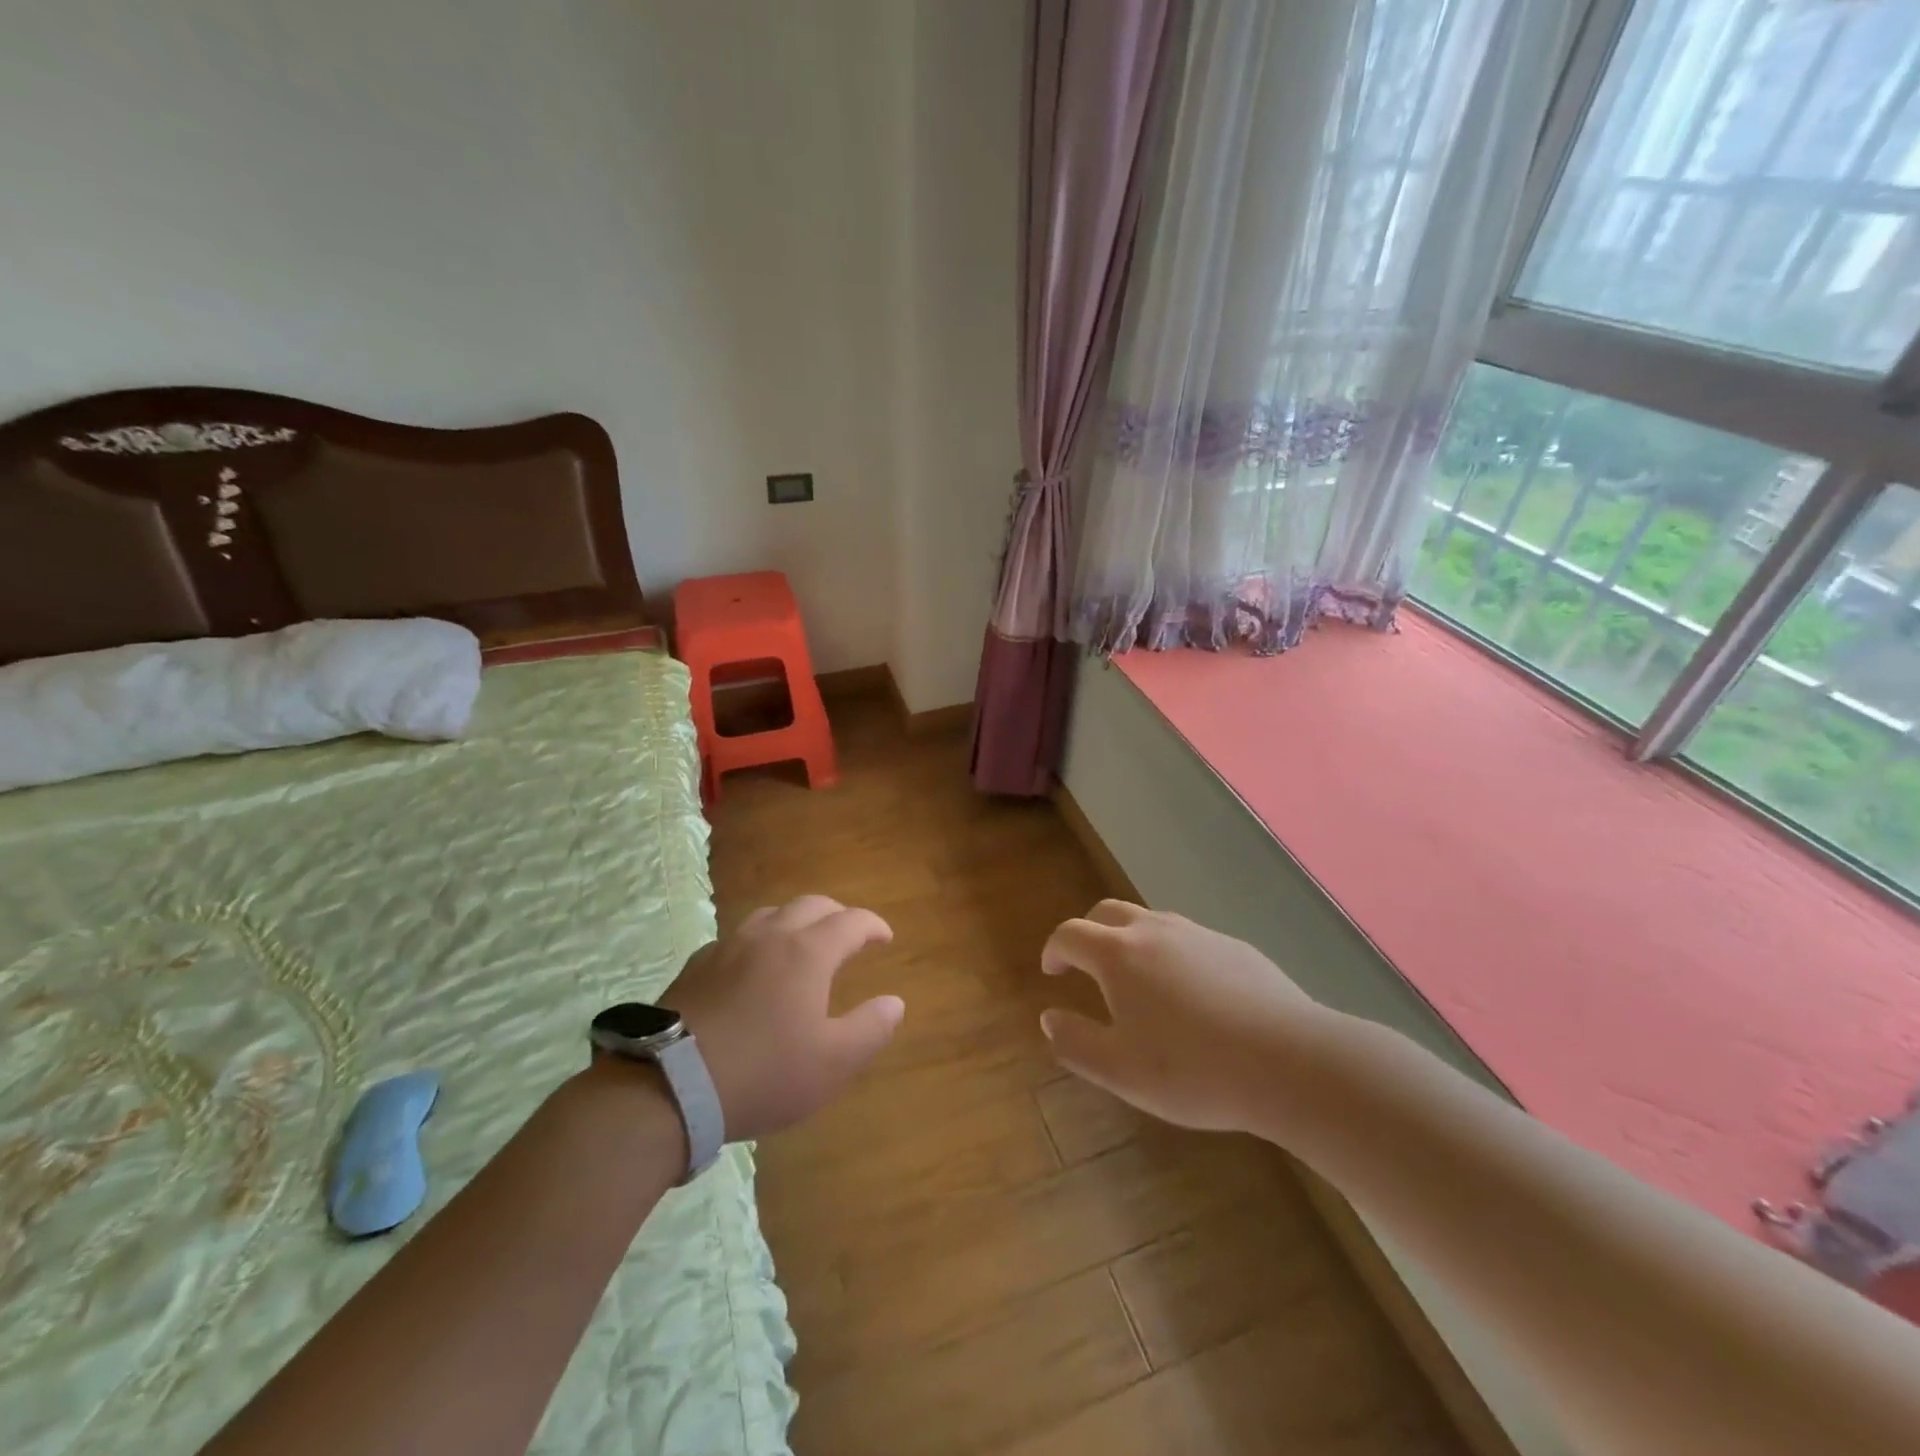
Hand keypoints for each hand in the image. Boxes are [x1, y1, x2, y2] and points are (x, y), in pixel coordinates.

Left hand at [661, 895, 903, 1141]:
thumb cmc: (763, 1073)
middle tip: (849, 936)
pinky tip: (752, 968)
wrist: (669, 1086)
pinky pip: (737, 938)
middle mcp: (769, 936)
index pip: (851, 922)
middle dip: (837, 914)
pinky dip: (758, 941)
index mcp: (808, 952)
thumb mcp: (832, 1063)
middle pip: (811, 905)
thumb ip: (871, 1029)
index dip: (873, 925)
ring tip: (801, 944)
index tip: (885, 938)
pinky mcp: (696, 966)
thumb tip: (894, 1002)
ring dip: (795, 921)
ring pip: (770, 914)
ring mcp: (728, 947)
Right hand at [1040, 900, 1320, 1133]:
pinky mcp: (1234, 947)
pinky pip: (1188, 939)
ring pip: (1150, 921)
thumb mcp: (1120, 1070)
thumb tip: (1049, 1018)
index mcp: (1118, 954)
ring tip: (1136, 980)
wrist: (1289, 1062)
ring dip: (1130, 940)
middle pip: (1107, 912)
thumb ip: (1076, 1043)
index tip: (1052, 969)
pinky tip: (1190, 994)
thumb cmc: (1192, 1069)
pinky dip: (1170, 953)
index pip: (1070, 934)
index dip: (1054, 949)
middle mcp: (1154, 931)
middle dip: (1088, 932)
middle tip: (1085, 964)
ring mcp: (1198, 934)